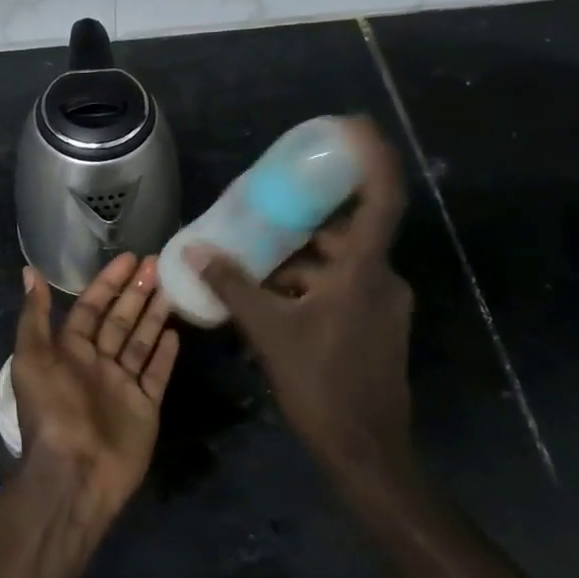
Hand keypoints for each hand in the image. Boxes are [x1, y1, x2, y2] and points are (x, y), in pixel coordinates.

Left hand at [12, 254, 179, 524]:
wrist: (75, 474)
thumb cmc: (53, 411)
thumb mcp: (33, 359)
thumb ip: (35, 316)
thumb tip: (29, 271)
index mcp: (70, 351)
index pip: (93, 307)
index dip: (109, 282)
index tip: (131, 258)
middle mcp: (97, 364)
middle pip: (120, 320)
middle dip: (137, 292)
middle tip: (159, 263)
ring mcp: (123, 386)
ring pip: (141, 342)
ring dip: (154, 315)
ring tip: (173, 287)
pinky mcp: (144, 408)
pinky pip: (156, 374)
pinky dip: (165, 355)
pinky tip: (176, 332)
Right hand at [193, 116, 415, 486]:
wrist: (366, 452)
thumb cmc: (322, 384)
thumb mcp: (270, 331)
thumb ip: (233, 286)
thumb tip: (195, 250)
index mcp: (364, 271)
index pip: (381, 197)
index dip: (371, 157)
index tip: (352, 125)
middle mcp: (381, 279)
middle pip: (350, 231)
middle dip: (309, 218)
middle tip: (271, 203)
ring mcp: (383, 305)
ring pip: (342, 264)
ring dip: (303, 258)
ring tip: (257, 256)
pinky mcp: (376, 326)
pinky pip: (342, 288)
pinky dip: (311, 284)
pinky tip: (274, 297)